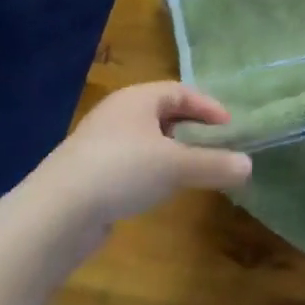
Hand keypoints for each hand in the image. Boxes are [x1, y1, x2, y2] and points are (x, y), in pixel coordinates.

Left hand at [28, 82, 251, 231]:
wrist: (55, 214)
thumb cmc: (121, 171)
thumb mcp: (176, 166)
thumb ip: (215, 164)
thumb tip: (249, 166)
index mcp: (137, 99)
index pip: (180, 91)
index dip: (208, 106)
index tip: (229, 127)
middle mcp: (117, 114)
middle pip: (162, 112)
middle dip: (191, 127)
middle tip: (215, 144)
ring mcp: (99, 144)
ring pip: (145, 139)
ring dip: (171, 150)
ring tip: (191, 167)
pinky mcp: (88, 173)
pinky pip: (130, 162)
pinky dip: (150, 169)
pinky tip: (158, 189)